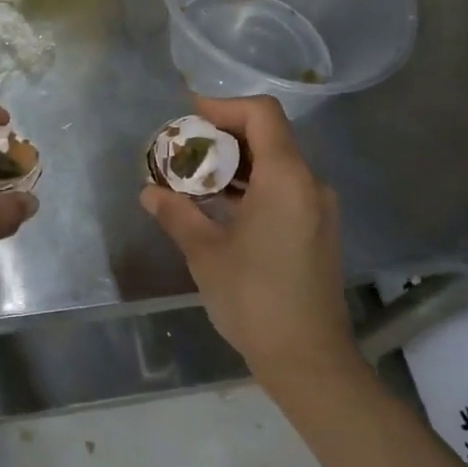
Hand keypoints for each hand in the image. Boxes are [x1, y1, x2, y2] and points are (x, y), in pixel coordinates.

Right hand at [141, 95, 357, 393]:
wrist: (309, 360)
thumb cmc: (254, 299)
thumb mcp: (205, 253)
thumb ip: (176, 213)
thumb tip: (149, 193)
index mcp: (286, 178)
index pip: (261, 114)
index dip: (224, 106)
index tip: (190, 117)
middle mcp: (310, 184)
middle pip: (269, 135)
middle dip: (224, 135)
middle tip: (185, 148)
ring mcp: (318, 208)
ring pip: (277, 163)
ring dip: (237, 162)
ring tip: (196, 177)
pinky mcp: (318, 230)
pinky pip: (284, 188)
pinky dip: (252, 185)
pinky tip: (222, 206)